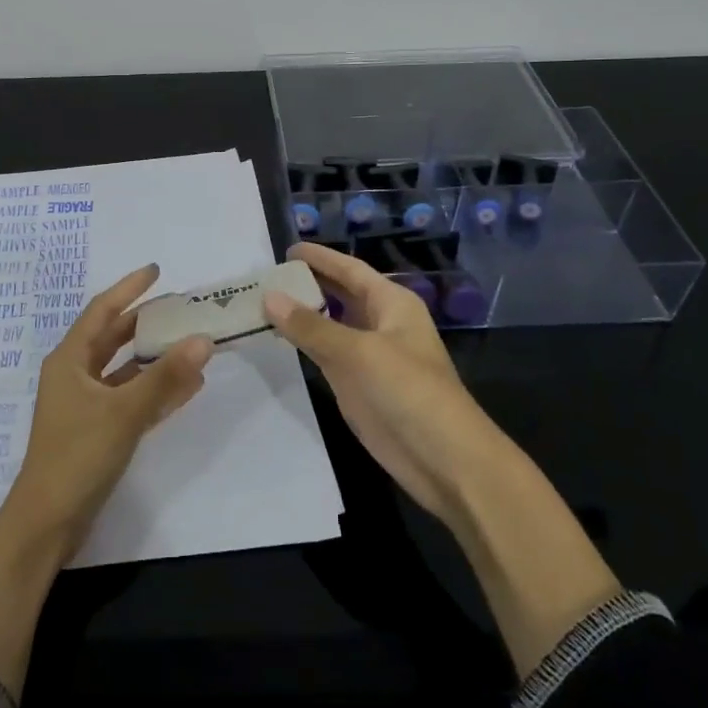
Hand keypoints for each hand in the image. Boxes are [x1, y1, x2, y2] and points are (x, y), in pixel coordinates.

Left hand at [0, 264, 210, 699]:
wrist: (47, 524)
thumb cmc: (77, 456)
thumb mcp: (124, 413)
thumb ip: (165, 377)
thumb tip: (203, 339)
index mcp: (69, 360)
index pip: (102, 311)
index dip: (128, 288)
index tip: (156, 270)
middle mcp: (75, 375)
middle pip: (113, 337)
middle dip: (145, 321)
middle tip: (180, 306)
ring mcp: (85, 404)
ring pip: (124, 369)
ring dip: (155, 357)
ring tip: (190, 341)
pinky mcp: (97, 430)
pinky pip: (130, 398)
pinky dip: (155, 389)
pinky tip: (187, 386)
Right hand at [262, 241, 504, 525]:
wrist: (443, 459)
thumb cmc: (408, 391)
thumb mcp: (358, 352)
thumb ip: (311, 326)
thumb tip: (268, 296)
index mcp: (392, 303)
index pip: (350, 270)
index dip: (321, 258)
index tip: (287, 248)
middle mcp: (381, 323)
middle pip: (340, 294)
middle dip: (308, 283)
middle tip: (267, 275)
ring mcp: (369, 356)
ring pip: (331, 325)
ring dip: (303, 314)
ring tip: (264, 301)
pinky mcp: (358, 385)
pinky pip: (326, 354)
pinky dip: (304, 343)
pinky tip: (280, 337)